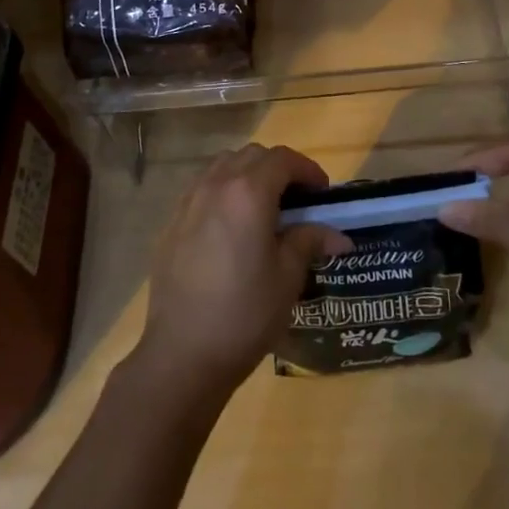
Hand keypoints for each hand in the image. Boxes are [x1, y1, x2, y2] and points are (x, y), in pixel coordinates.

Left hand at [133, 144, 350, 400]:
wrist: (183, 353)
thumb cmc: (244, 313)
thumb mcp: (287, 277)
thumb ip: (309, 241)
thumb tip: (337, 235)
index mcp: (248, 192)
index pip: (282, 159)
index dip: (307, 170)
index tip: (322, 193)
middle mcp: (215, 185)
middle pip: (251, 156)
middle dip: (278, 169)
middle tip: (297, 200)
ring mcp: (188, 202)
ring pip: (222, 166)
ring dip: (248, 174)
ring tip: (263, 208)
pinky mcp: (171, 222)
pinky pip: (202, 188)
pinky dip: (222, 192)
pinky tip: (231, 227)